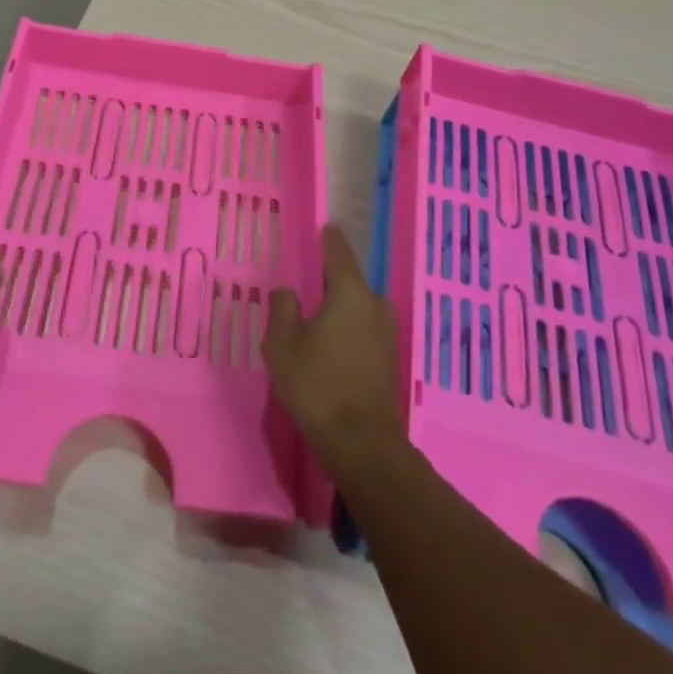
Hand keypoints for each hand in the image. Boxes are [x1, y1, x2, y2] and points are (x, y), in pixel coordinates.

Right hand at [263, 223, 408, 479]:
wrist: (362, 445)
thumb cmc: (317, 386)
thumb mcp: (282, 345)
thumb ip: (282, 309)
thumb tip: (288, 291)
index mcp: (349, 292)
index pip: (338, 250)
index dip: (327, 238)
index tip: (320, 228)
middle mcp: (374, 304)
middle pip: (348, 281)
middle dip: (328, 282)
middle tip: (304, 288)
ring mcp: (387, 333)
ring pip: (357, 308)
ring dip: (338, 311)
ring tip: (313, 322)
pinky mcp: (390, 359)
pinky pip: (364, 331)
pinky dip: (348, 332)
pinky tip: (329, 349)